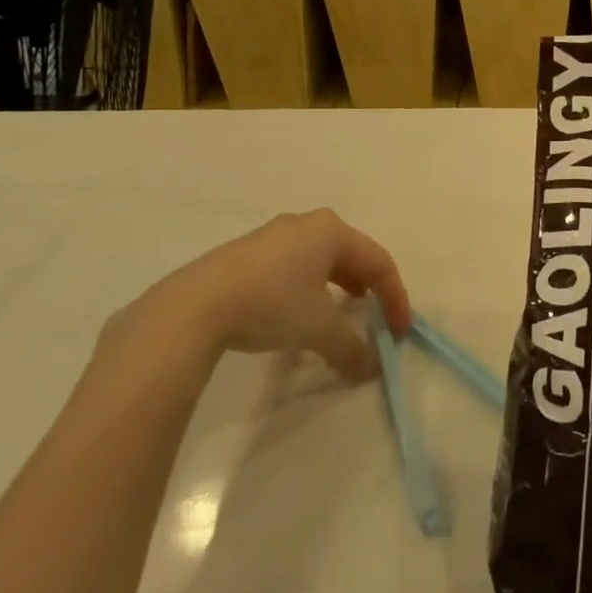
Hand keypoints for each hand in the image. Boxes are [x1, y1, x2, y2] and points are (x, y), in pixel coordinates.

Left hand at [127, 209, 410, 379]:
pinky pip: (293, 266)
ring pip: (321, 260)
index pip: (379, 262)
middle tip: (374, 316)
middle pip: (351, 255)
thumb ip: (351, 347)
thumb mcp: (318, 328)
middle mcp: (306, 224)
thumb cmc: (271, 303)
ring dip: (338, 287)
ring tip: (340, 312)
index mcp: (332, 230)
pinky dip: (308, 287)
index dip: (395, 298)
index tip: (399, 333)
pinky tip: (297, 310)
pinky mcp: (246, 254)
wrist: (192, 307)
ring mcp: (273, 236)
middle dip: (368, 288)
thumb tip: (372, 368)